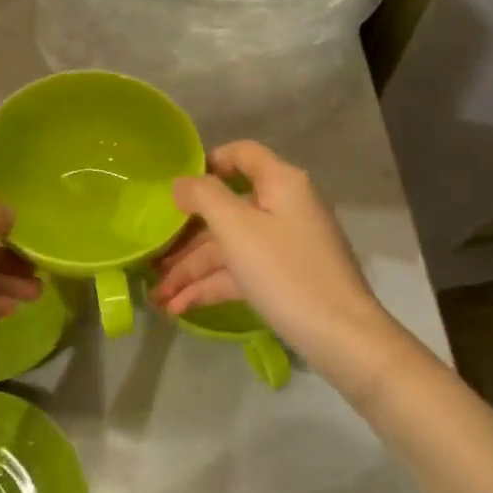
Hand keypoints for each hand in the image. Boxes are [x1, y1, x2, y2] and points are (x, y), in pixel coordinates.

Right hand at [150, 142, 393, 367]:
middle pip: (226, 209)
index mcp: (280, 183)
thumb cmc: (285, 271)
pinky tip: (178, 308)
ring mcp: (283, 245)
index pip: (240, 154)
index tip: (173, 188)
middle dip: (185, 236)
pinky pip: (239, 272)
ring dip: (190, 270)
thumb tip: (181, 183)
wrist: (341, 337)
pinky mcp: (282, 278)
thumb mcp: (237, 228)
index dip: (206, 164)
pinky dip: (210, 286)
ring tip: (156, 296)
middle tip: (150, 256)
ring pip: (228, 247)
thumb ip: (203, 196)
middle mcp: (283, 207)